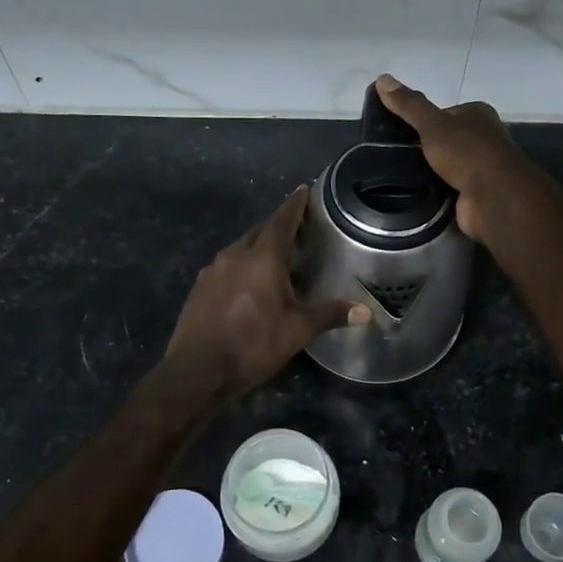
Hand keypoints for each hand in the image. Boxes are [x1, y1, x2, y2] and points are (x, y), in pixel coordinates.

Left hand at [162, 186, 368, 402]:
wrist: (196, 371)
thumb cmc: (252, 345)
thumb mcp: (297, 331)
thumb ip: (330, 315)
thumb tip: (365, 312)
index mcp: (262, 258)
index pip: (281, 220)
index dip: (295, 204)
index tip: (304, 189)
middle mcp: (235, 255)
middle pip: (259, 231)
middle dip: (278, 226)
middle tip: (297, 227)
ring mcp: (212, 271)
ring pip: (240, 249)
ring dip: (258, 247)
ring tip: (276, 257)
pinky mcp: (199, 289)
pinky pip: (226, 267)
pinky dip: (242, 266)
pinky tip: (249, 284)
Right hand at [373, 74, 532, 242]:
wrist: (493, 196)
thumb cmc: (466, 152)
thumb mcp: (432, 124)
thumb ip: (408, 105)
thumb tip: (383, 79)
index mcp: (478, 114)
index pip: (445, 113)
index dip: (424, 120)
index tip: (400, 131)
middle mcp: (484, 137)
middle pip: (447, 138)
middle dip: (426, 146)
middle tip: (397, 154)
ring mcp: (482, 166)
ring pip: (449, 164)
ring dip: (430, 169)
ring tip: (401, 173)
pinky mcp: (477, 192)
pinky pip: (451, 186)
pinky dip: (437, 189)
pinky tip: (417, 192)